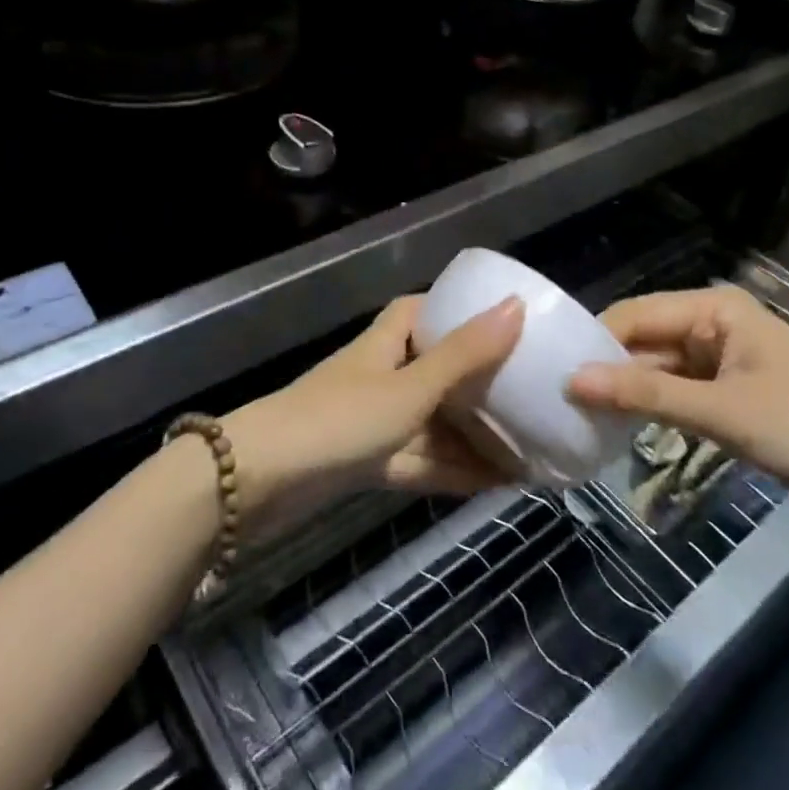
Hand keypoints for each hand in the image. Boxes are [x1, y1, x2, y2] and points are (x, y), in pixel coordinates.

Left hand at [222, 295, 523, 532]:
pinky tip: (496, 482)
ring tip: (528, 444)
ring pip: (432, 421)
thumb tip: (515, 307)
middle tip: (528, 391)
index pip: (420, 310)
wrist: (260, 482)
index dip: (454, 309)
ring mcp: (372, 421)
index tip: (498, 319)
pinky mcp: (368, 463)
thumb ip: (463, 355)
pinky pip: (421, 459)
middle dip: (477, 382)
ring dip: (473, 435)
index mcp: (385, 343)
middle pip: (434, 369)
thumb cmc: (340, 419)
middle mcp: (380, 375)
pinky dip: (454, 469)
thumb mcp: (409, 387)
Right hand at [567, 285, 788, 525]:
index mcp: (712, 308)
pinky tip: (622, 429)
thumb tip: (572, 381)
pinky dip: (654, 408)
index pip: (632, 315)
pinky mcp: (733, 390)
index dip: (592, 344)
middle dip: (606, 370)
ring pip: (658, 368)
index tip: (549, 375)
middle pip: (643, 340)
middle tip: (557, 403)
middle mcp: (712, 323)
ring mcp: (723, 358)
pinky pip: (679, 391)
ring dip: (627, 392)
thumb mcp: (724, 413)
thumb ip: (646, 394)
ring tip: (578, 418)